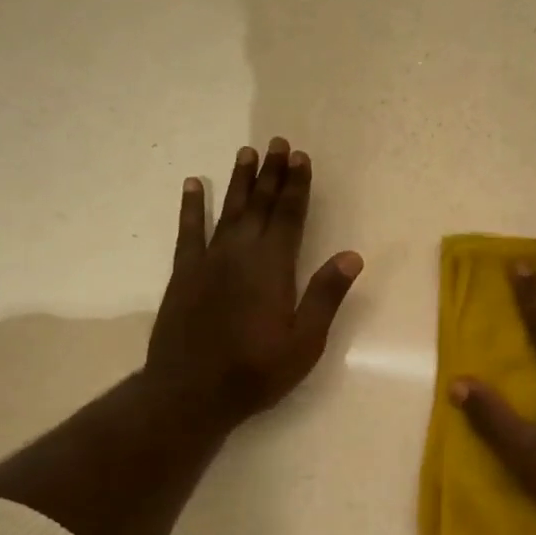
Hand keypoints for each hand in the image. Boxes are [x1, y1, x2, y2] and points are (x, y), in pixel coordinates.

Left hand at [146, 138, 361, 430]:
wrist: (191, 391)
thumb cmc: (256, 371)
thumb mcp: (304, 342)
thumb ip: (326, 296)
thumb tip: (352, 255)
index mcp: (273, 268)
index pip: (289, 216)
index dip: (296, 186)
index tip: (301, 157)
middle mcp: (240, 254)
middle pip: (259, 205)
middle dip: (271, 174)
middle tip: (277, 143)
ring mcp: (208, 261)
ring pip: (227, 210)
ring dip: (238, 181)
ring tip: (246, 152)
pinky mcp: (183, 274)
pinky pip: (188, 231)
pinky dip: (191, 206)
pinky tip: (192, 185)